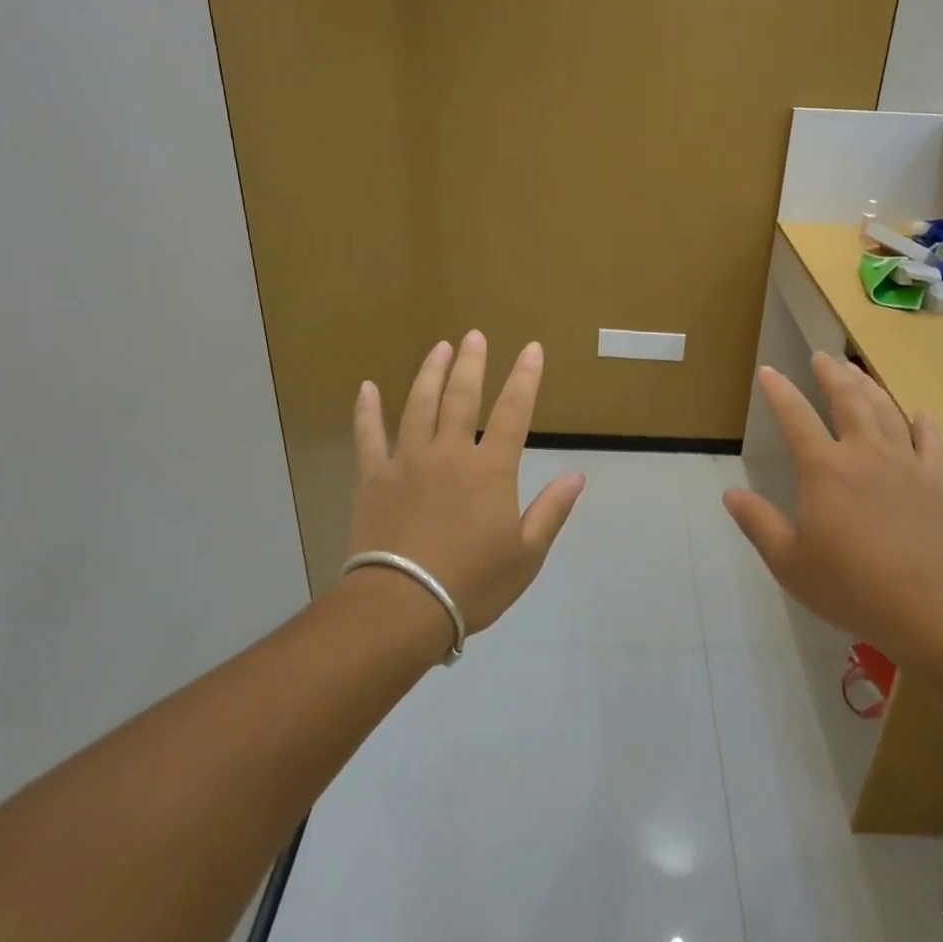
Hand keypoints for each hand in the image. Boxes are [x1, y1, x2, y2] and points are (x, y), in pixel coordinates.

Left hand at [349, 331, 585, 635]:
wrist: (402, 606)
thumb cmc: (472, 583)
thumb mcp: (526, 554)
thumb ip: (551, 511)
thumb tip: (576, 475)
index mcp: (490, 470)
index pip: (514, 413)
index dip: (525, 378)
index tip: (531, 349)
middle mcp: (449, 454)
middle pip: (462, 397)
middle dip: (471, 363)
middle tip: (474, 335)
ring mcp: (407, 462)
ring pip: (418, 406)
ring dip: (429, 373)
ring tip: (438, 347)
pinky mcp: (373, 478)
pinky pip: (367, 436)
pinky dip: (366, 411)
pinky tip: (366, 387)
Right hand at [723, 351, 942, 653]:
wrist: (928, 605)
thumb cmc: (849, 584)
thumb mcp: (788, 560)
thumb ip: (758, 523)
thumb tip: (730, 495)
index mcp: (825, 469)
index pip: (795, 418)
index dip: (779, 392)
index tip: (768, 371)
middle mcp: (864, 454)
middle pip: (848, 400)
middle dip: (831, 374)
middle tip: (822, 356)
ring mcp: (906, 464)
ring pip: (887, 411)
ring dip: (869, 387)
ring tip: (857, 371)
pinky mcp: (937, 482)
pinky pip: (931, 443)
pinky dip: (923, 424)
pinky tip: (920, 414)